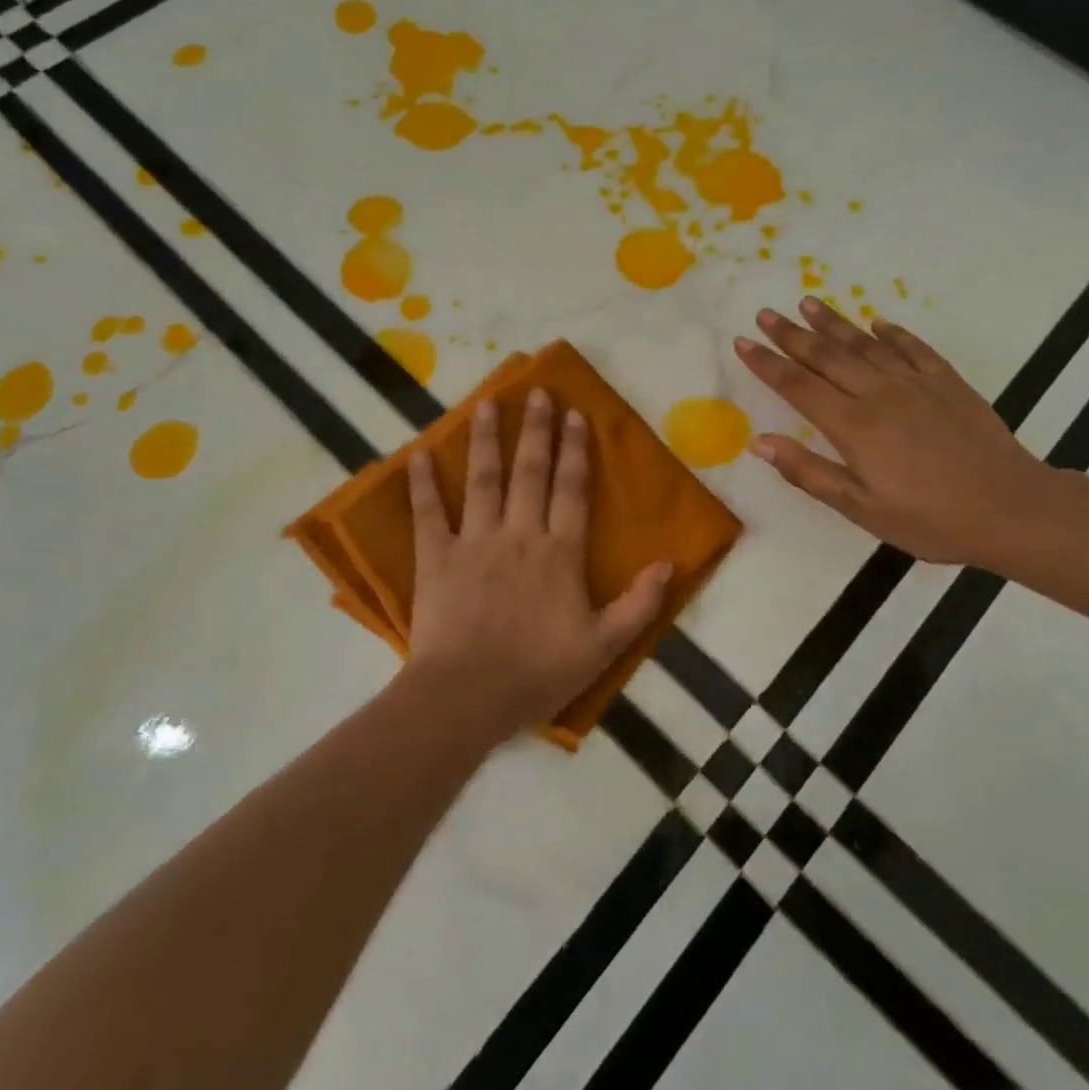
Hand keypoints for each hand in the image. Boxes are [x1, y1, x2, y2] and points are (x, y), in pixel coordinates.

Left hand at [405, 389, 673, 742]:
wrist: (468, 697)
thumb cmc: (538, 672)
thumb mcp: (603, 646)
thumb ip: (639, 604)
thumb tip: (670, 564)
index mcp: (560, 553)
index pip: (572, 489)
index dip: (575, 450)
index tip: (575, 414)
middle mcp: (520, 535)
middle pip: (531, 472)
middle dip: (536, 429)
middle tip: (537, 392)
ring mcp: (474, 542)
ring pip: (483, 480)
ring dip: (485, 440)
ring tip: (486, 404)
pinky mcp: (436, 558)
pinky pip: (428, 514)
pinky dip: (423, 484)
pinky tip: (418, 454)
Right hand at [734, 298, 1052, 567]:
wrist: (1011, 508)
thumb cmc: (929, 518)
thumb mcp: (861, 508)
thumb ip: (808, 472)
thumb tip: (759, 442)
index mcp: (853, 426)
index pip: (798, 386)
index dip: (767, 363)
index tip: (743, 342)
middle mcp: (879, 394)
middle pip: (826, 356)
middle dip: (791, 334)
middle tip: (766, 313)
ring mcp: (916, 383)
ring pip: (865, 344)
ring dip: (834, 323)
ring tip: (809, 302)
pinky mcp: (948, 383)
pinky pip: (913, 348)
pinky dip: (892, 332)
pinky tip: (878, 322)